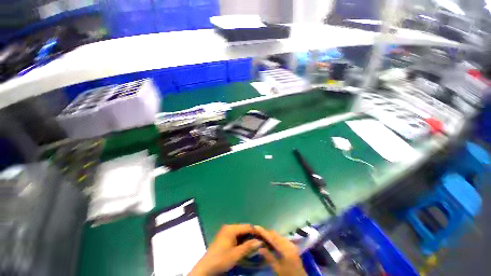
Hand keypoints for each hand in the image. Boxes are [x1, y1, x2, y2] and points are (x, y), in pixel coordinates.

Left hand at [189, 224, 262, 275]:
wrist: (205, 268)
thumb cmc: (221, 260)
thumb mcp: (235, 254)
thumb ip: (248, 247)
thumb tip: (260, 242)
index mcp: (231, 229)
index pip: (247, 227)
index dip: (256, 231)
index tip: (264, 236)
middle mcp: (229, 227)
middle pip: (243, 229)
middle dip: (252, 235)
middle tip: (261, 241)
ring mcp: (226, 232)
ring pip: (240, 233)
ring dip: (247, 238)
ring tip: (255, 244)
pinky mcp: (224, 237)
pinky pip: (236, 236)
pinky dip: (242, 240)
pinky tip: (246, 246)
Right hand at [254, 226, 306, 275]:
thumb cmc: (288, 274)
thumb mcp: (278, 268)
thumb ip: (269, 257)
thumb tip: (259, 248)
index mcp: (285, 249)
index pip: (272, 238)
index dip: (264, 232)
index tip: (256, 226)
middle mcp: (288, 243)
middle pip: (275, 235)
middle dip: (266, 232)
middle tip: (257, 232)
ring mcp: (290, 243)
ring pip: (278, 235)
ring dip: (270, 235)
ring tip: (261, 235)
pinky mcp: (291, 245)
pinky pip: (281, 238)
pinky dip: (274, 238)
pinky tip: (270, 240)